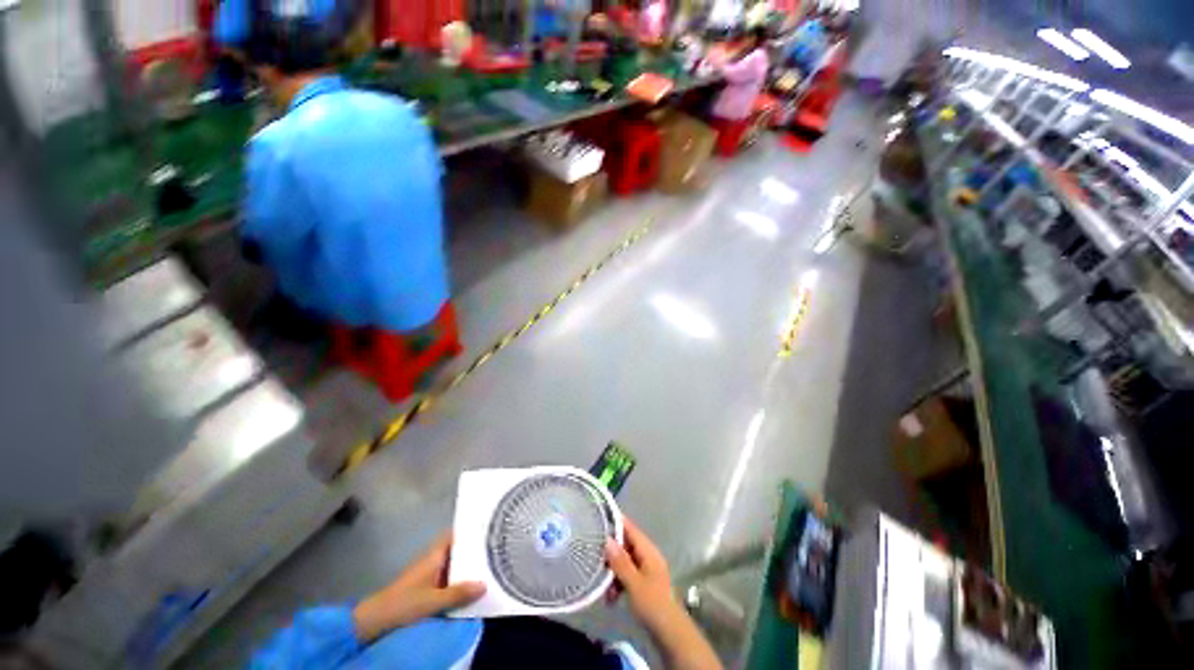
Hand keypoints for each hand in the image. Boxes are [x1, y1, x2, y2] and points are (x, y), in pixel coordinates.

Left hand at [352, 532, 484, 641]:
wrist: (376, 619)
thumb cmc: (404, 603)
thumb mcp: (433, 601)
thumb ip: (458, 593)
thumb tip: (485, 584)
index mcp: (435, 554)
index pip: (456, 534)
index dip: (472, 530)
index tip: (491, 527)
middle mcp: (434, 559)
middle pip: (459, 549)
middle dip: (475, 549)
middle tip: (498, 548)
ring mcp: (430, 573)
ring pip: (455, 564)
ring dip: (469, 566)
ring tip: (493, 565)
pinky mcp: (428, 586)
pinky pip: (450, 577)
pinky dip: (461, 579)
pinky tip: (473, 586)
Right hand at [605, 519, 721, 668]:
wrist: (671, 634)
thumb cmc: (653, 605)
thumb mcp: (633, 583)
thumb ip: (620, 561)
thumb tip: (607, 539)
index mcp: (648, 551)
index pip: (630, 529)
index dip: (616, 523)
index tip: (600, 518)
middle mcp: (648, 557)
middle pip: (626, 546)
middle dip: (611, 554)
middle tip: (595, 561)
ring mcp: (647, 571)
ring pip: (625, 563)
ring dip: (613, 573)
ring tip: (604, 589)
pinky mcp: (644, 585)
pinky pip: (627, 576)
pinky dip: (618, 583)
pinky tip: (611, 599)